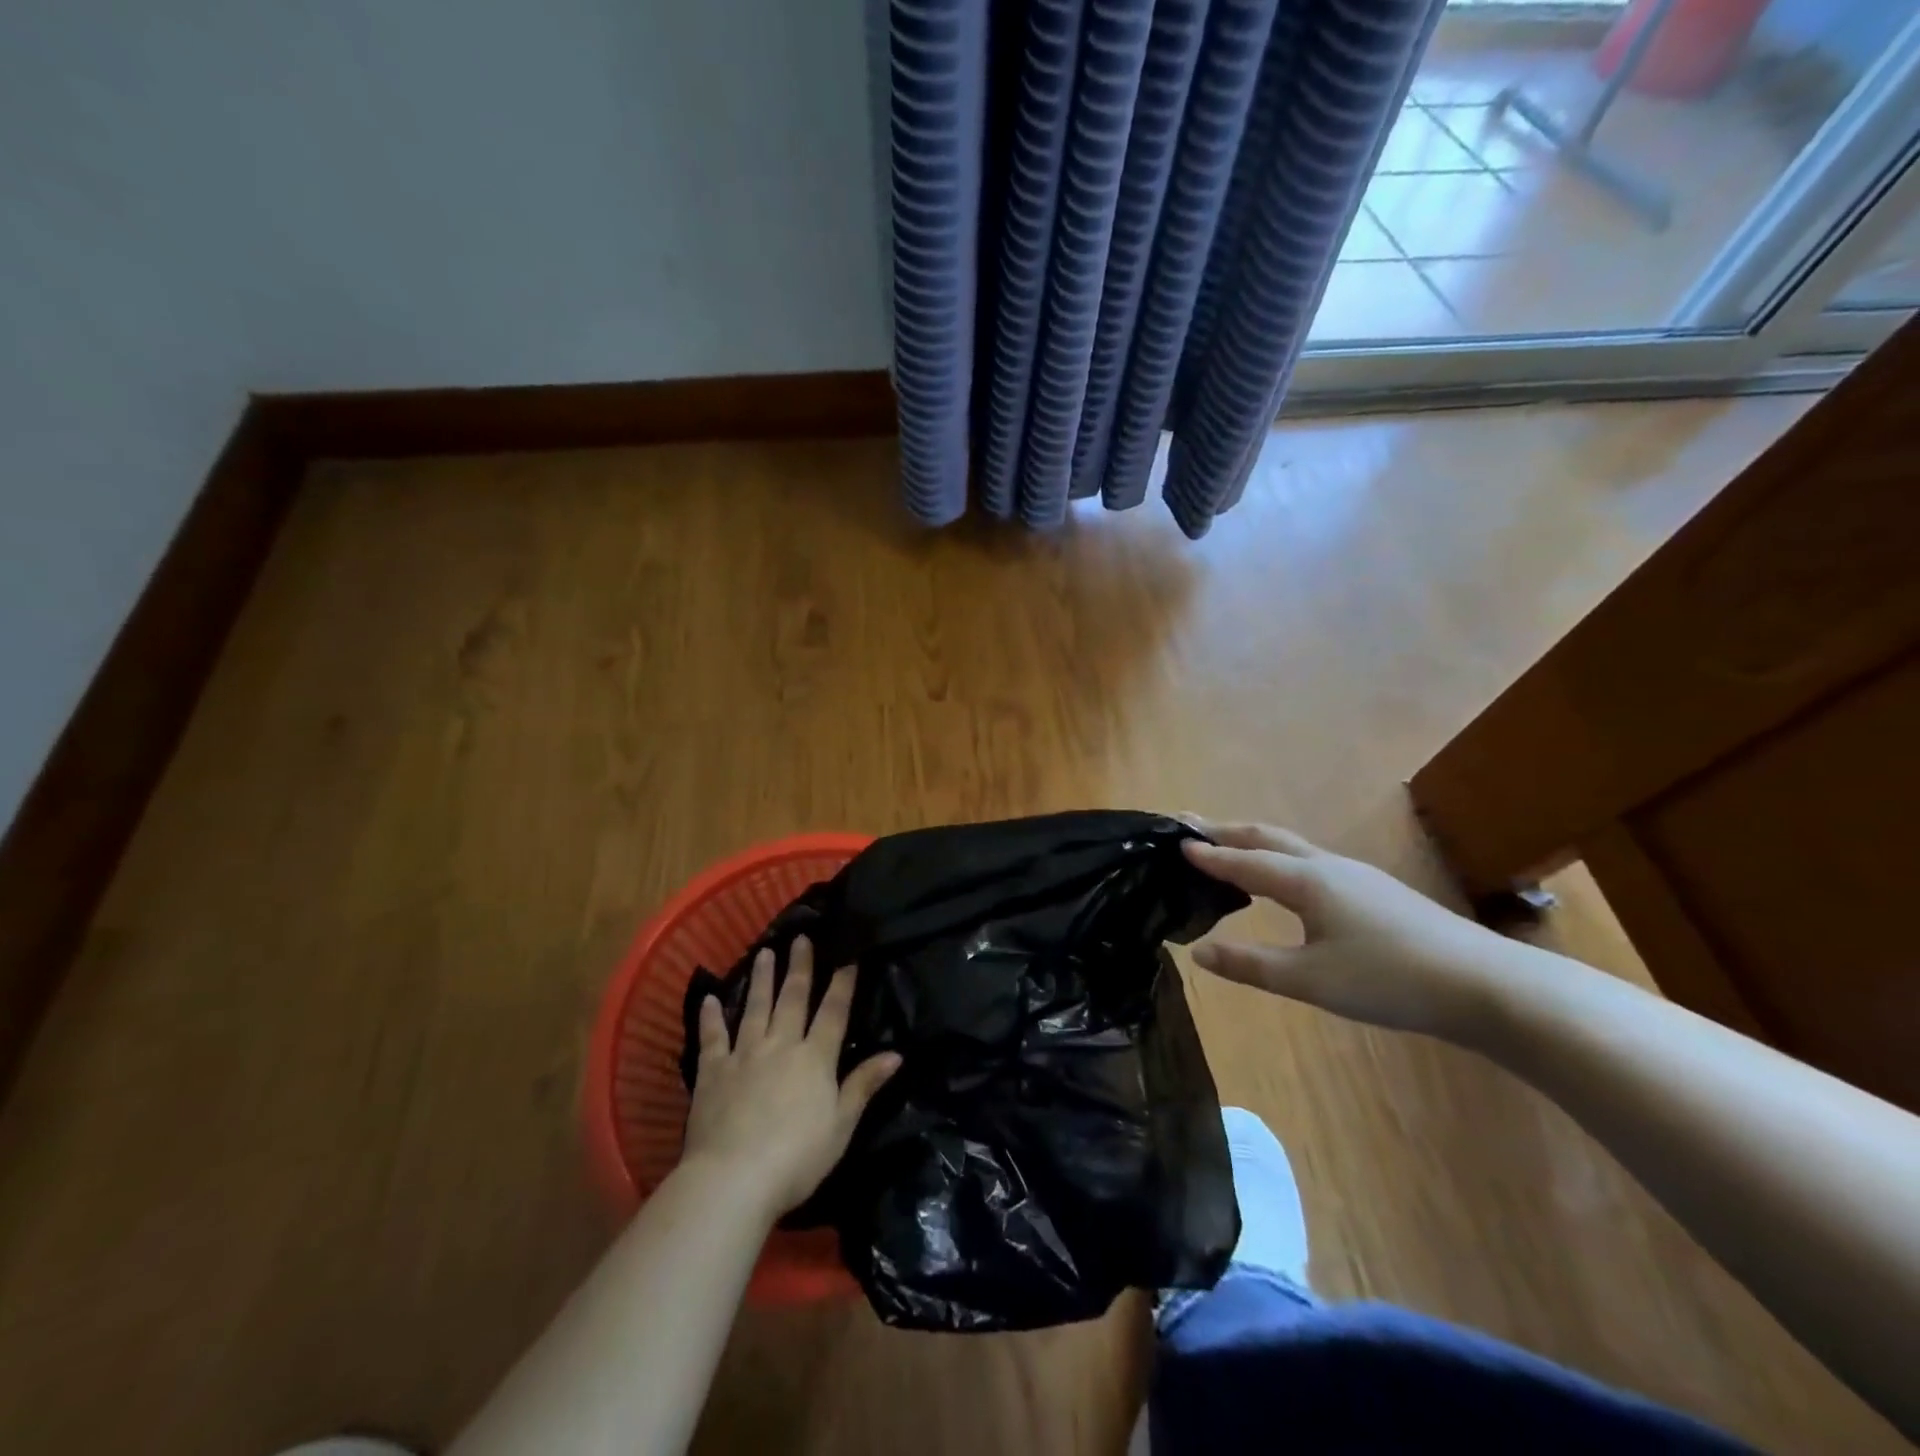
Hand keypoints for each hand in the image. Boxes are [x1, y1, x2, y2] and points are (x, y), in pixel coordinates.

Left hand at [682, 936, 900, 1218]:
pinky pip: (712, 1038)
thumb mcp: (841, 1125)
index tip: (848, 956)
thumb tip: (896, 1054)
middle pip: (792, 998)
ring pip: (755, 1008)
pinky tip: (709, 999)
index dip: (842, 984)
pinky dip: (711, 1017)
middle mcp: (780, 1045)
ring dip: (761, 979)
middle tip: (801, 937)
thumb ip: (864, 1085)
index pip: (833, 1012)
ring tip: (765, 952)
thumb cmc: (797, 1157)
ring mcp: (743, 1055)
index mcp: (815, 1058)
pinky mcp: (712, 1073)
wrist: (733, 1179)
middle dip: (799, 967)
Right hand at [1182, 821, 1520, 1043]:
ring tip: (1228, 846)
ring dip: (1253, 842)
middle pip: (1266, 837)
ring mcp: (1356, 875)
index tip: (1174, 842)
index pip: (1243, 861)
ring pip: (1292, 846)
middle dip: (1226, 830)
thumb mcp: (1310, 980)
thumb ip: (1251, 965)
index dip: (1208, 854)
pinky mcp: (1375, 891)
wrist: (1484, 984)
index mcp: (1306, 881)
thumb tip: (1198, 952)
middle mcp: (1327, 866)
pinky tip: (1284, 881)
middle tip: (1189, 824)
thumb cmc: (1388, 979)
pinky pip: (1310, 861)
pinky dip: (1279, 858)